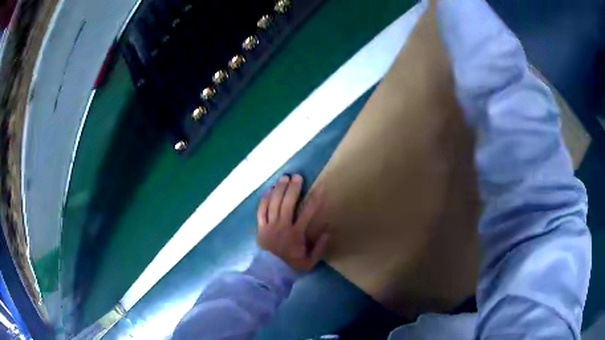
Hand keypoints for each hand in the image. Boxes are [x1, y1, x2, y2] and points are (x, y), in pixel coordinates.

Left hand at [257, 174, 329, 271]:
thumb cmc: (292, 266)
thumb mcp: (311, 261)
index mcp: (296, 234)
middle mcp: (282, 226)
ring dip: (279, 189)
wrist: (270, 274)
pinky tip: (269, 190)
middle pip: (288, 203)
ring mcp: (269, 226)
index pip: (308, 212)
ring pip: (274, 204)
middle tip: (297, 176)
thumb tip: (328, 230)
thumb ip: (320, 246)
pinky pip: (261, 210)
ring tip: (284, 178)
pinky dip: (265, 199)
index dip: (315, 198)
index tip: (320, 187)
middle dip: (293, 188)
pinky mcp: (260, 228)